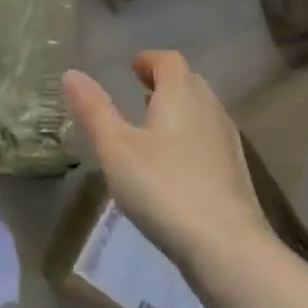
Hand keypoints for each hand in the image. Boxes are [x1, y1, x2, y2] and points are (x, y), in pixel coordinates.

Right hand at [63, 52, 268, 270]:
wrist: (227, 247)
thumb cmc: (164, 188)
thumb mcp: (116, 149)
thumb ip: (94, 110)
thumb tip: (71, 73)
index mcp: (181, 93)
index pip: (168, 60)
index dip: (149, 60)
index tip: (131, 69)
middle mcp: (210, 107)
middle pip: (188, 82)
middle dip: (164, 83)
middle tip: (139, 94)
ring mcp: (228, 140)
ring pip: (201, 110)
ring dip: (178, 110)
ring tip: (152, 128)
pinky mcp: (236, 171)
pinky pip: (209, 138)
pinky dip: (190, 136)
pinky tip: (174, 165)